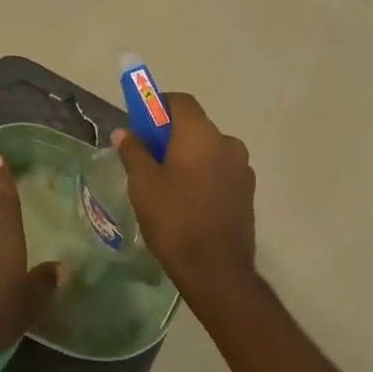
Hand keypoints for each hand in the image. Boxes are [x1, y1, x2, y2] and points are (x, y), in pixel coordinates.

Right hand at [112, 93, 256, 298]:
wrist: (216, 270)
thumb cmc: (174, 218)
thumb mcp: (143, 183)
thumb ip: (133, 151)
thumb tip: (124, 132)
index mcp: (200, 134)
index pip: (180, 101)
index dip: (158, 105)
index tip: (140, 122)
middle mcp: (227, 143)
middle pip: (195, 126)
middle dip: (170, 134)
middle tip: (147, 156)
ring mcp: (242, 168)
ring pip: (208, 150)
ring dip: (188, 155)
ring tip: (166, 182)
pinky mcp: (247, 192)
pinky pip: (220, 170)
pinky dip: (203, 174)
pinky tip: (187, 199)